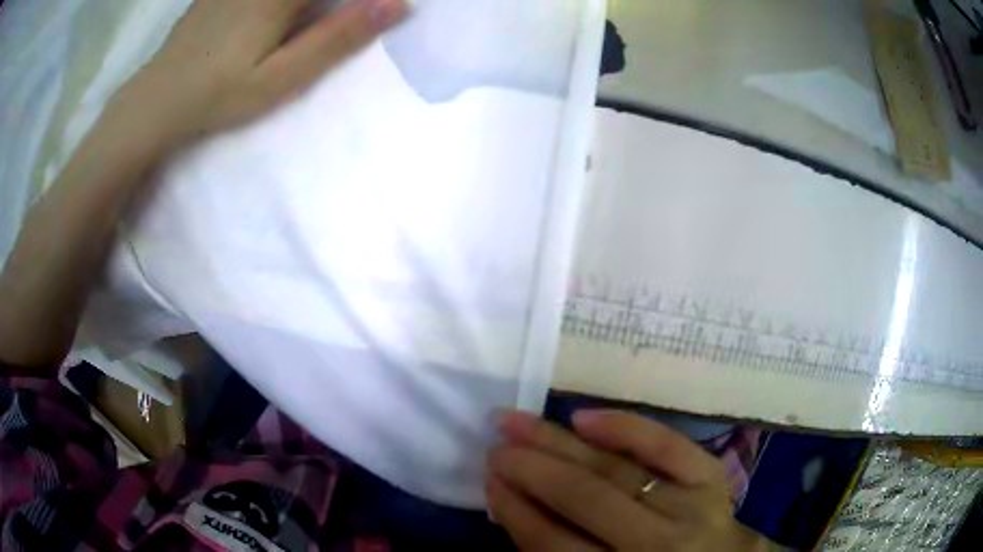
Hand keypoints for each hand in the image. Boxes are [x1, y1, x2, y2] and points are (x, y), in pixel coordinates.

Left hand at [108, 0, 408, 146]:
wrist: (158, 98)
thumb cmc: (219, 94)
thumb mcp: (281, 77)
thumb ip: (337, 38)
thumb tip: (396, 6)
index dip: (363, 0)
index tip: (382, 10)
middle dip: (339, 4)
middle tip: (355, 13)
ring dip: (316, 4)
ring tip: (302, 33)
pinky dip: (290, 6)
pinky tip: (285, 19)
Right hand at [487, 410, 774, 550]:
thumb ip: (560, 551)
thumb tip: (514, 504)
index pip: (554, 543)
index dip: (516, 510)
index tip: (489, 481)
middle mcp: (656, 544)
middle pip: (585, 499)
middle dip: (531, 469)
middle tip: (496, 446)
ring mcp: (689, 506)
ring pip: (616, 469)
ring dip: (560, 443)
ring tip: (519, 422)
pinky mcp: (711, 478)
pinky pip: (667, 446)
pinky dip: (626, 428)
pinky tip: (585, 416)